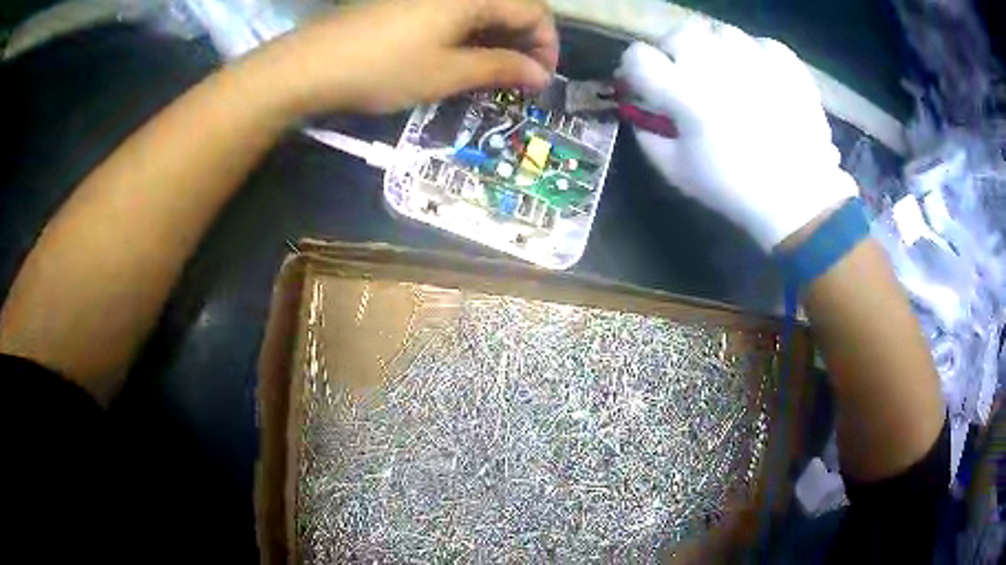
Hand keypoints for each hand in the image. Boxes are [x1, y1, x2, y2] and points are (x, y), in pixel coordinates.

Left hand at [250, 0, 557, 115]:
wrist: (311, 65)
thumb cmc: (383, 68)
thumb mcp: (447, 73)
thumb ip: (500, 68)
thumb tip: (540, 74)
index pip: (534, 11)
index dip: (547, 45)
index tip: (542, 79)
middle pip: (511, 6)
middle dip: (525, 41)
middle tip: (520, 78)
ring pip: (483, 9)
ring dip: (498, 39)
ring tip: (494, 72)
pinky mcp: (409, 2)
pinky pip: (456, 12)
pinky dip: (470, 33)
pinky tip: (463, 56)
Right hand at [617, 21, 857, 250]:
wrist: (800, 197)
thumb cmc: (735, 189)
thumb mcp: (677, 172)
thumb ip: (648, 137)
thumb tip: (641, 112)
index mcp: (685, 92)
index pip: (638, 57)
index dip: (634, 68)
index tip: (644, 83)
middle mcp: (717, 65)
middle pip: (678, 33)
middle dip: (674, 51)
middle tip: (686, 73)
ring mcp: (754, 59)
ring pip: (720, 31)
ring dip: (715, 49)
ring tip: (727, 74)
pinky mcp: (785, 64)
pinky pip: (760, 43)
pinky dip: (754, 55)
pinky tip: (759, 77)